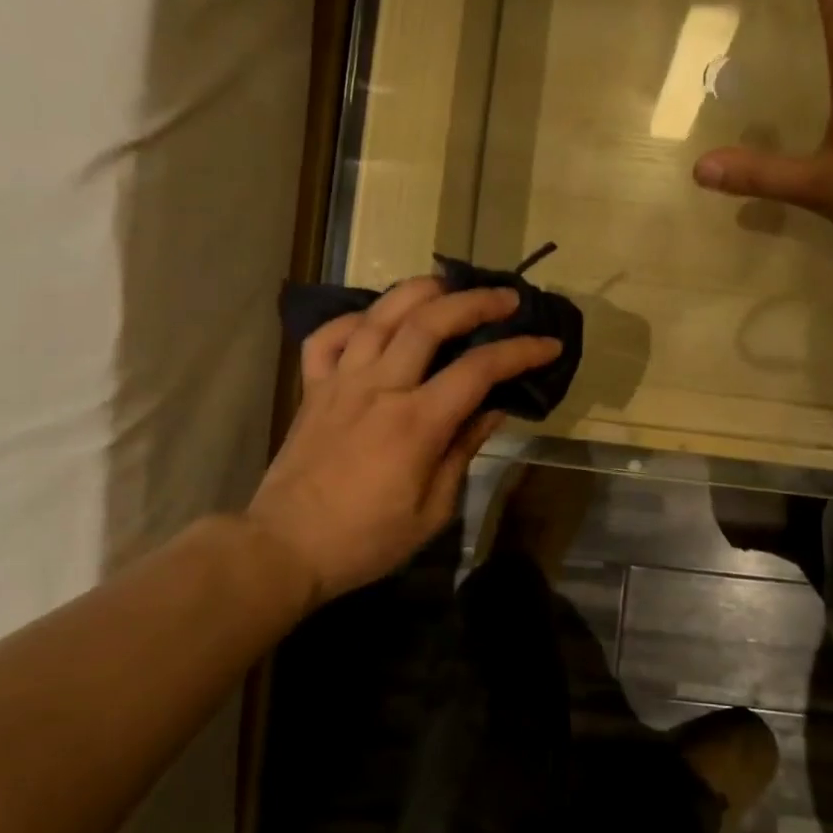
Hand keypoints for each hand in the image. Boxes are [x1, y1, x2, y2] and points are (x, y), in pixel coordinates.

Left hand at [244, 276, 561, 607]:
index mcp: (415, 423)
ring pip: (379, 316)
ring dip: (418, 292)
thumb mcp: (432, 510)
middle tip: (505, 298)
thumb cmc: (367, 539)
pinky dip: (353, 319)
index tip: (548, 344)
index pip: (478, 370)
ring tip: (446, 285)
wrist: (285, 548)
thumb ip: (462, 451)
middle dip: (474, 301)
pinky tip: (375, 321)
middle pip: (429, 322)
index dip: (519, 352)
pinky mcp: (312, 389)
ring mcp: (340, 383)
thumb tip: (493, 410)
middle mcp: (379, 388)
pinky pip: (328, 337)